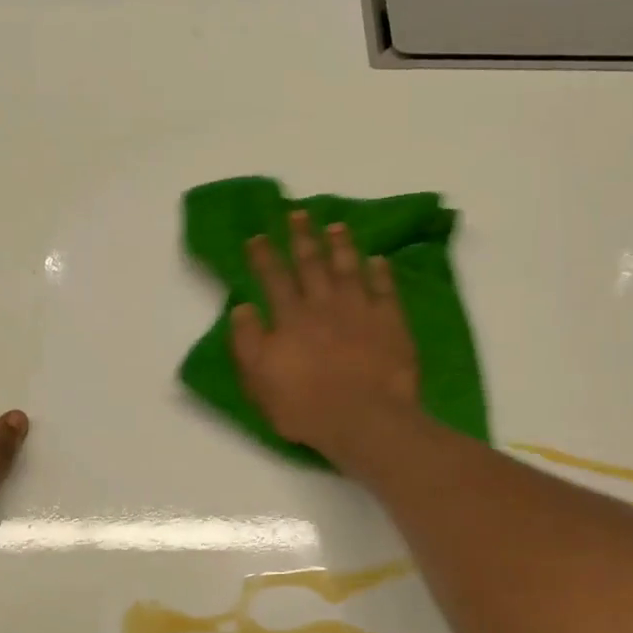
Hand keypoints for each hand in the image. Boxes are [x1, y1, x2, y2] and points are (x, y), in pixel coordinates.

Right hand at [231, 211, 420, 457]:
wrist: (365, 419)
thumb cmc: (306, 406)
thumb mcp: (260, 380)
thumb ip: (248, 342)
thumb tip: (242, 308)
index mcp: (290, 319)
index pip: (274, 278)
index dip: (265, 256)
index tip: (258, 236)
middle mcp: (324, 305)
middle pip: (311, 264)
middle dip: (302, 237)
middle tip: (298, 213)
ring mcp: (360, 310)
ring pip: (348, 268)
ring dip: (341, 245)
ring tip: (336, 226)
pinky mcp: (390, 322)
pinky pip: (385, 289)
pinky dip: (381, 272)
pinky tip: (379, 259)